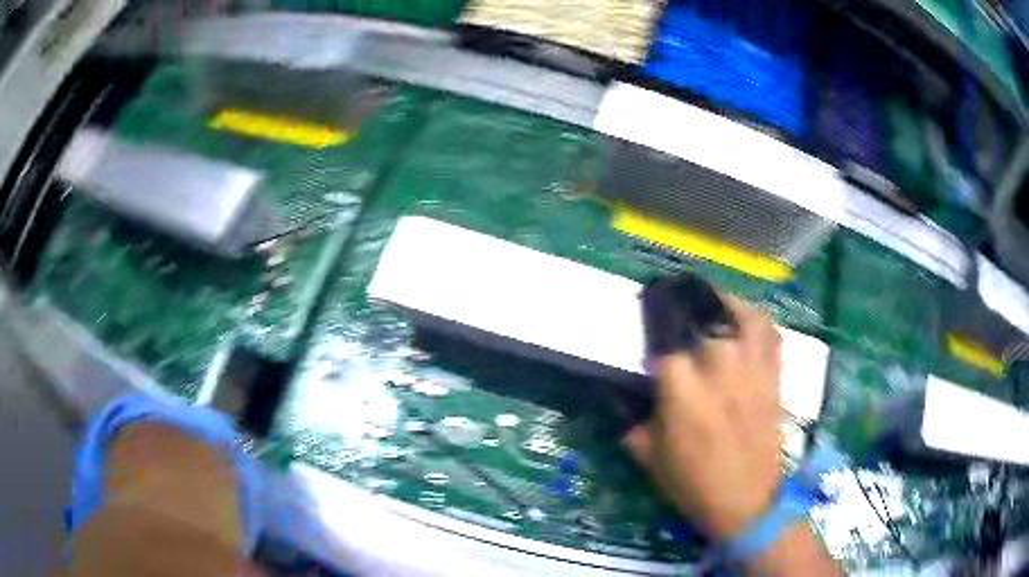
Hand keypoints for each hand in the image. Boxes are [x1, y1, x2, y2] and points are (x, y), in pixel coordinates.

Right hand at [625, 296, 783, 540]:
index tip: (648, 337)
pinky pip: (770, 334)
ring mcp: (751, 368)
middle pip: (703, 320)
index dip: (653, 336)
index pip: (663, 342)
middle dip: (688, 317)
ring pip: (741, 315)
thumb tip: (621, 395)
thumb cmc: (692, 483)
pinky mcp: (772, 376)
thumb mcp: (648, 455)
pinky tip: (746, 324)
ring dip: (726, 305)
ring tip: (714, 305)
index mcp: (682, 388)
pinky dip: (759, 322)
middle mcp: (719, 366)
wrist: (745, 502)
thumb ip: (632, 418)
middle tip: (679, 323)